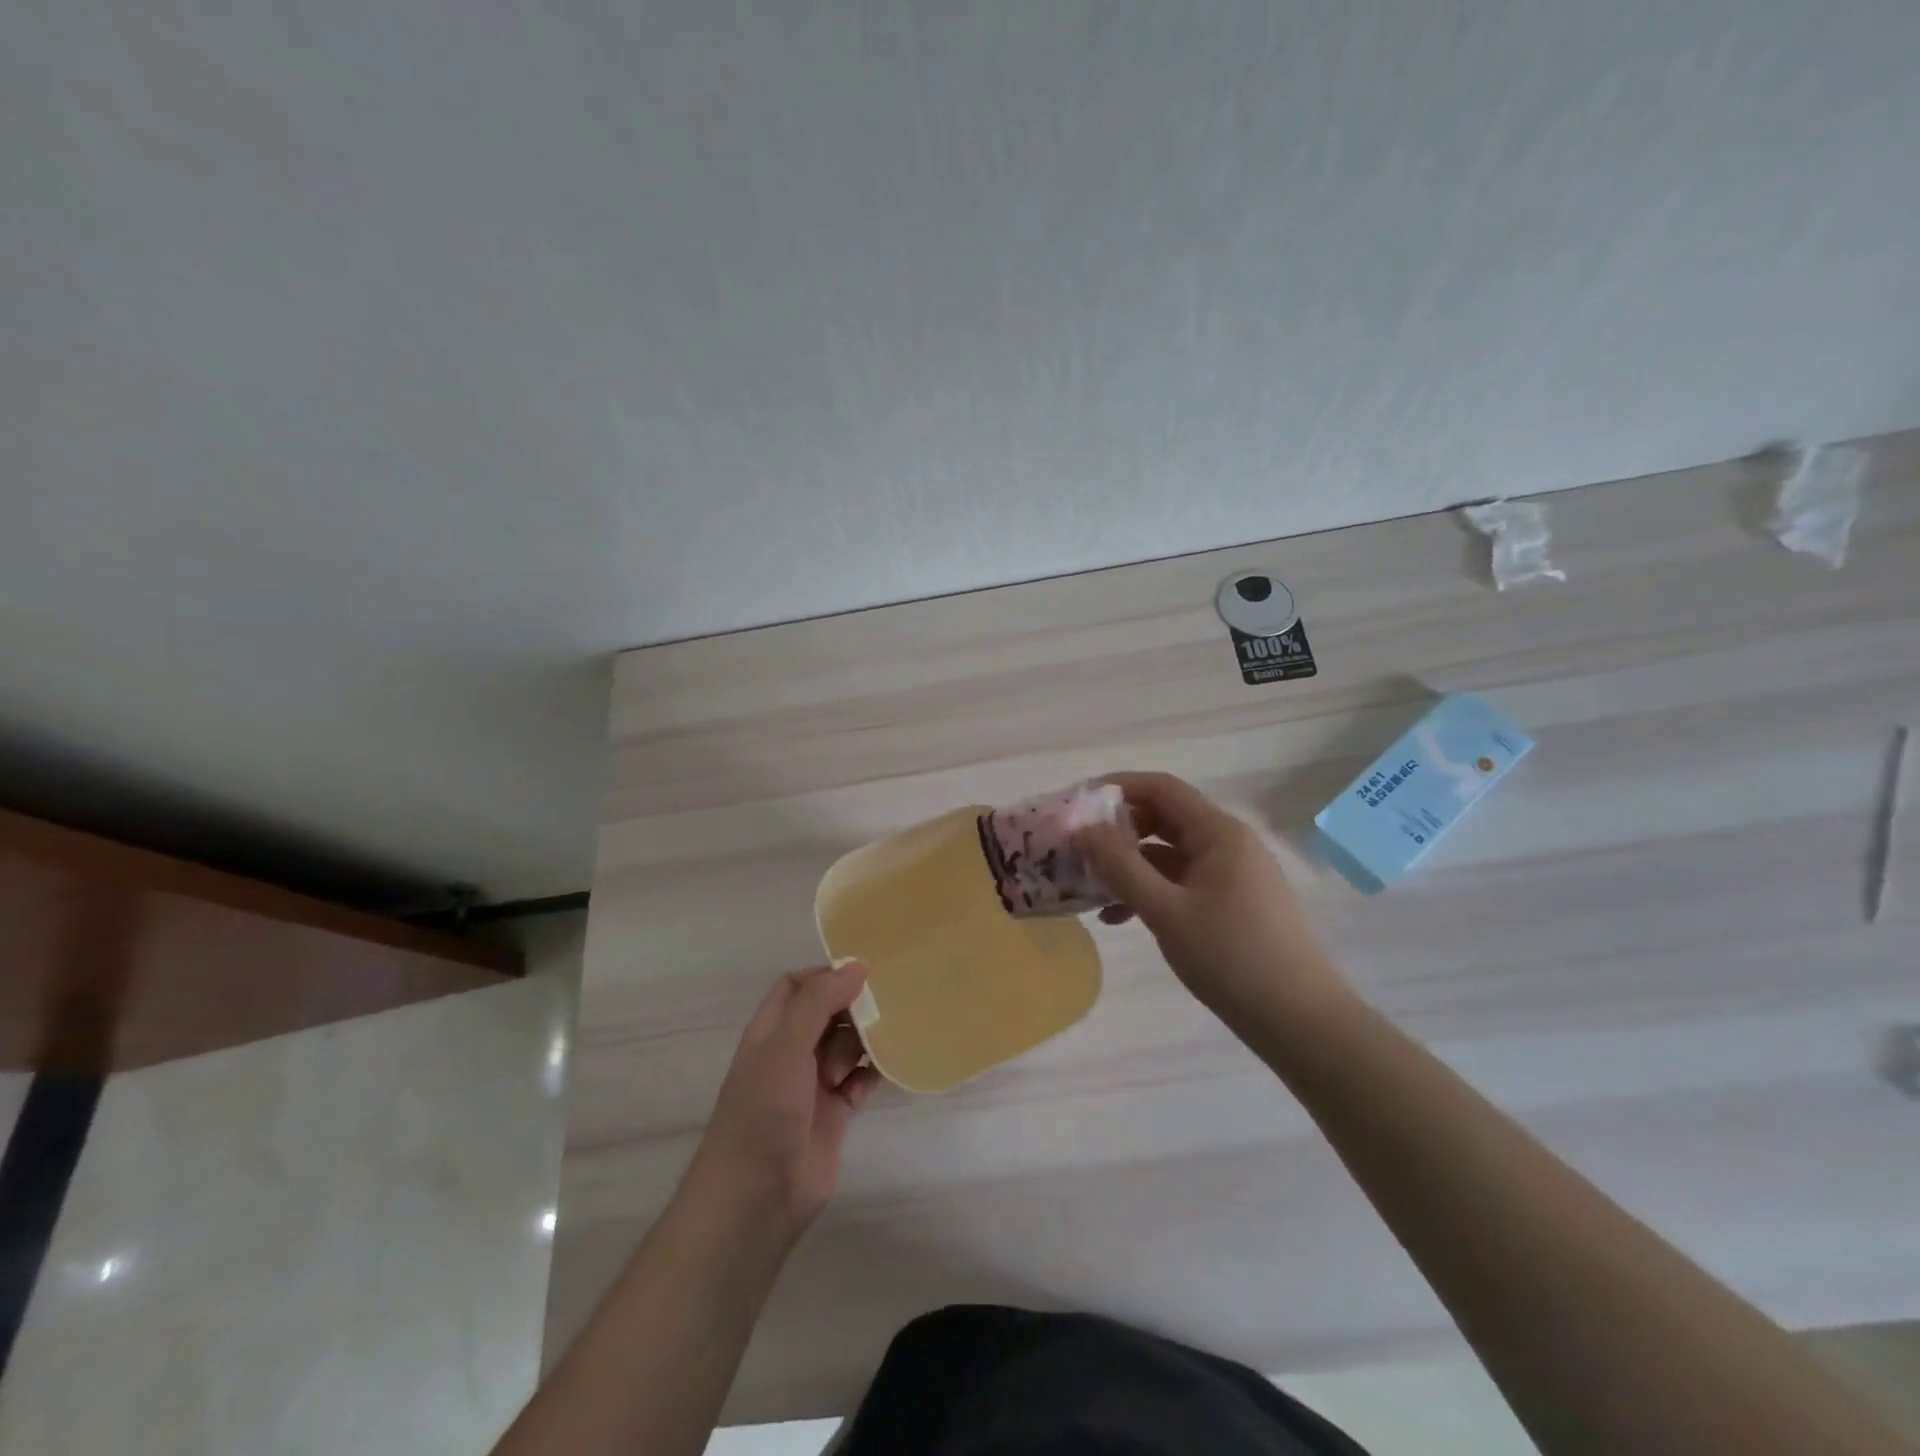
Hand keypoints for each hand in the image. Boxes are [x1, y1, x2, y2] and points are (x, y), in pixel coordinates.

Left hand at [686, 961, 880, 1240]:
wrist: (757, 1197)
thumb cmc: (763, 1111)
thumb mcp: (785, 1046)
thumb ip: (819, 1002)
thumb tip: (858, 965)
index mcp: (771, 1031)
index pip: (798, 986)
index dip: (826, 977)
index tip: (862, 976)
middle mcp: (791, 1052)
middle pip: (828, 1013)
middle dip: (852, 1010)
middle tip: (877, 1014)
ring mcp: (812, 1083)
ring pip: (847, 1045)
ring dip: (862, 1044)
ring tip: (868, 1056)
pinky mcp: (834, 1113)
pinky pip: (859, 1080)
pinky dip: (869, 1075)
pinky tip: (875, 1078)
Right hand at [1076, 772, 1348, 1035]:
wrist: (1299, 1021)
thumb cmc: (1231, 958)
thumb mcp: (1165, 911)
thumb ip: (1121, 867)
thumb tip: (1084, 829)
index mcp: (1219, 833)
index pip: (1162, 788)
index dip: (1118, 787)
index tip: (1078, 803)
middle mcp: (1228, 843)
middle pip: (1164, 819)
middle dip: (1118, 831)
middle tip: (1078, 849)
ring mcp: (1233, 874)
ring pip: (1169, 854)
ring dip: (1130, 866)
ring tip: (1090, 888)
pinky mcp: (1233, 902)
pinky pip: (1182, 882)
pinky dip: (1151, 891)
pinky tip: (1120, 917)